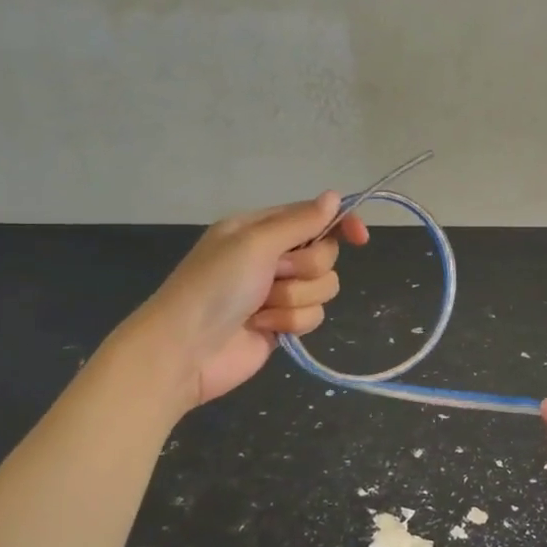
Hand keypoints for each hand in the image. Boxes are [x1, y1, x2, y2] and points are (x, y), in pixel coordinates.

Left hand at [129, 193, 368, 407]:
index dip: (340, 224)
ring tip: (261, 307)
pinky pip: (313, 316)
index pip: (314, 217)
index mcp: (261, 229)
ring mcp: (278, 292)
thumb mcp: (255, 243)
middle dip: (305, 269)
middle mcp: (271, 257)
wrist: (185, 350)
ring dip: (294, 299)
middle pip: (324, 255)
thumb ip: (299, 221)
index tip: (360, 238)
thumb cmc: (214, 286)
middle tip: (275, 275)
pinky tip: (262, 327)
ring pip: (323, 288)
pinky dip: (290, 323)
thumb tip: (334, 196)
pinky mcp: (283, 324)